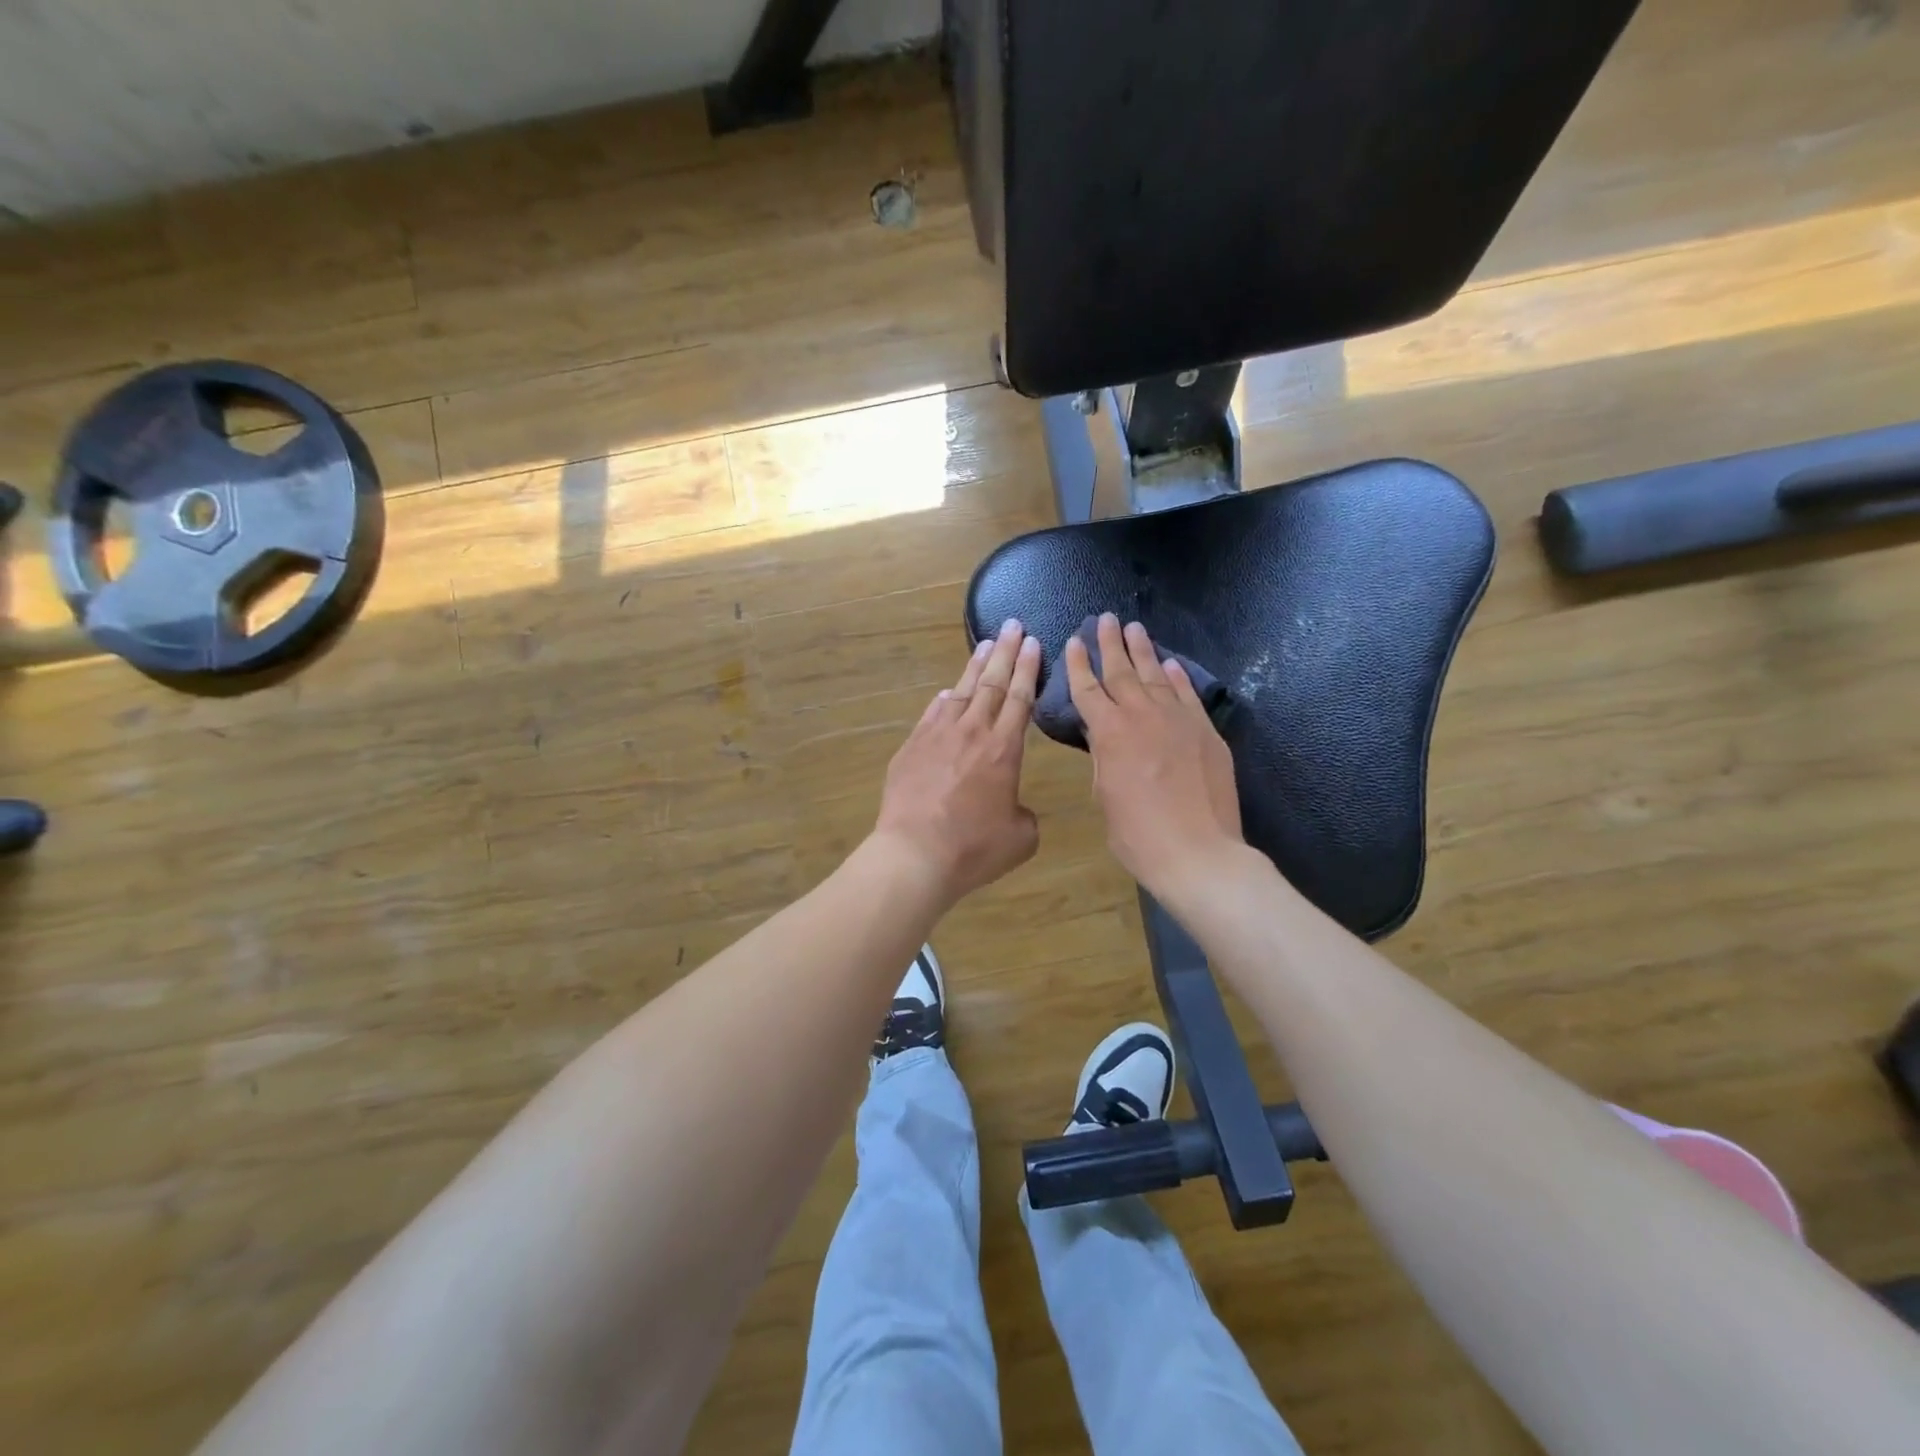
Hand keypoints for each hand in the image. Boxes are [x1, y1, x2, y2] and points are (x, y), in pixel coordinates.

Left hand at [873, 619, 1042, 906]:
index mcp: (1004, 749)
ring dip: (975, 667)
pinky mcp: (911, 747)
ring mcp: (937, 736)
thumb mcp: (1019, 838)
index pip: (1019, 698)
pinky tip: (948, 691)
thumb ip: (1024, 816)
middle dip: (1005, 652)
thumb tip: (1012, 807)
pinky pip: (932, 713)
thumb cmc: (973, 848)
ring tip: (986, 645)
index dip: (1027, 669)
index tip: (1032, 643)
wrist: (914, 853)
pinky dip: (943, 699)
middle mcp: (972, 733)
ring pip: (961, 691)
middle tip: (1013, 625)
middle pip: (992, 684)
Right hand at [1066, 614, 1244, 902]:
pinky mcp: (1205, 731)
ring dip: (1143, 651)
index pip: (1088, 689)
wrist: (1197, 852)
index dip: (1079, 664)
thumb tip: (1103, 734)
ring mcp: (1178, 720)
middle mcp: (1142, 716)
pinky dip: (1177, 677)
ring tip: (1134, 629)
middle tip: (1105, 619)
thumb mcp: (1105, 796)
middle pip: (1122, 671)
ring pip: (1156, 676)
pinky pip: (1188, 695)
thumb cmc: (1138, 835)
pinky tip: (1170, 665)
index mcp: (1109, 733)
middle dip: (1110, 644)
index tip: (1075, 640)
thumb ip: (1104, 758)